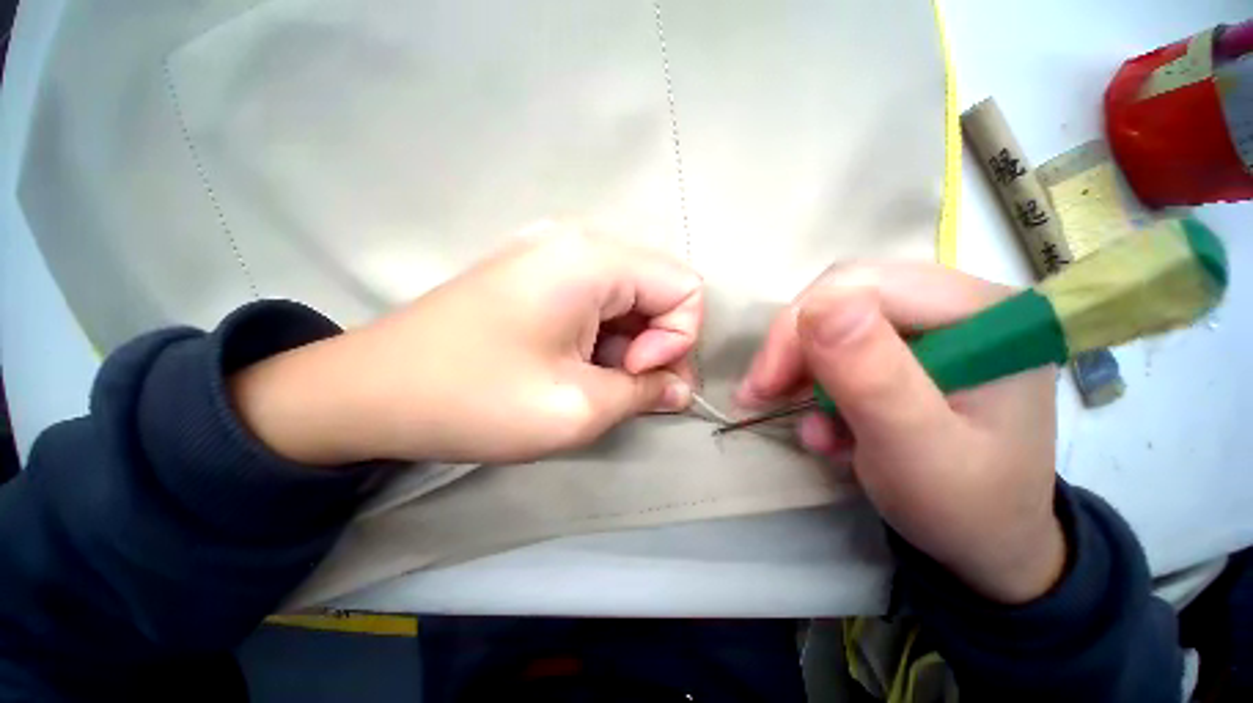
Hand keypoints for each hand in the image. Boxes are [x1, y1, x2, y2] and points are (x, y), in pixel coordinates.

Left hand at [230, 226, 701, 465]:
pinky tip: (578, 363)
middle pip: (660, 289)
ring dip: (632, 342)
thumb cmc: (475, 399)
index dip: (677, 339)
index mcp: (592, 259)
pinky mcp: (539, 273)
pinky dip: (606, 335)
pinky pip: (601, 299)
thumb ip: (644, 393)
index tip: (634, 373)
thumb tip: (679, 388)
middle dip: (658, 343)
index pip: (685, 288)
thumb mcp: (577, 409)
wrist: (372, 390)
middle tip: (627, 387)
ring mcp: (555, 253)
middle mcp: (579, 241)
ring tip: (599, 380)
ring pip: (632, 296)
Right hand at [737, 263, 1064, 603]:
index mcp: (982, 313)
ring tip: (804, 425)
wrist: (982, 542)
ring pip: (830, 320)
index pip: (865, 286)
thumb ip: (874, 378)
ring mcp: (929, 324)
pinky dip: (816, 383)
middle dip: (793, 348)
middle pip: (842, 296)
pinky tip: (825, 426)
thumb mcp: (917, 451)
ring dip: (800, 370)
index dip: (800, 327)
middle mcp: (956, 304)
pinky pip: (836, 346)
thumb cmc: (963, 506)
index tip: (764, 384)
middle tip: (761, 394)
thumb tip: (821, 305)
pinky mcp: (905, 348)